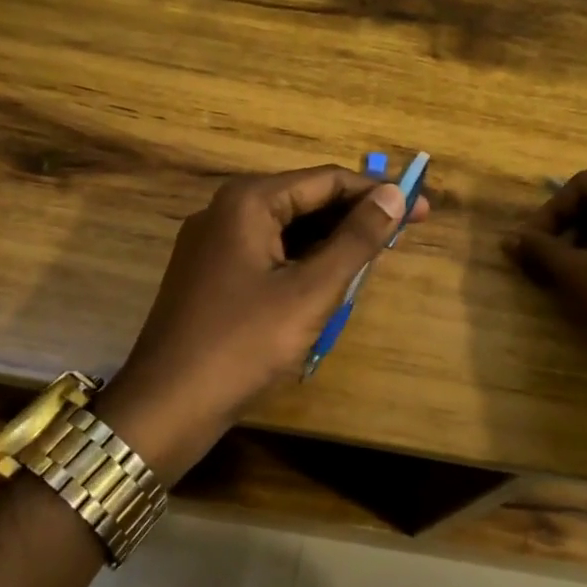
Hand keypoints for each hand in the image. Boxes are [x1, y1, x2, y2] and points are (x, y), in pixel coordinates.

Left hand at [101, 165, 426, 475]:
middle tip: (404, 233)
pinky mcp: (210, 272)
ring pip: (286, 229)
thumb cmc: (244, 343)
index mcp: (248, 201)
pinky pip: (267, 252)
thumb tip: (395, 195)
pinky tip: (328, 280)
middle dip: (355, 216)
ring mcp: (213, 242)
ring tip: (374, 257)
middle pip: (305, 200)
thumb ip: (356, 240)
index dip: (377, 192)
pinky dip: (302, 261)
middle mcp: (226, 209)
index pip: (326, 180)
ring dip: (331, 240)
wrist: (166, 405)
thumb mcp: (311, 291)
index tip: (419, 208)